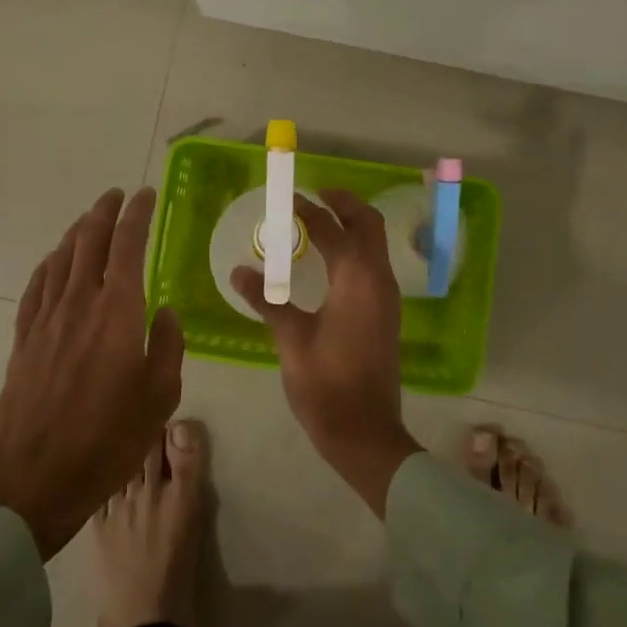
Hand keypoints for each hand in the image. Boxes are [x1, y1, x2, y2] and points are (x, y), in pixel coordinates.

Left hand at [0, 188, 183, 558]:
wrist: (34, 479)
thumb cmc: (108, 440)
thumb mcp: (160, 397)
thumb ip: (167, 346)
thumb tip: (165, 311)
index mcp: (117, 312)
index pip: (127, 245)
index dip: (137, 215)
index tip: (145, 195)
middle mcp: (79, 304)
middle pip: (89, 242)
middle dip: (104, 212)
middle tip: (117, 195)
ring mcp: (46, 320)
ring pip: (60, 259)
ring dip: (77, 232)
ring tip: (90, 219)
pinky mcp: (24, 339)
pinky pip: (36, 287)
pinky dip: (49, 264)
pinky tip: (55, 261)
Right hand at [233, 190, 422, 515]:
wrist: (365, 431)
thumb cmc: (326, 384)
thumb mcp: (291, 339)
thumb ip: (267, 300)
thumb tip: (240, 271)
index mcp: (357, 279)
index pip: (333, 229)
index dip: (309, 211)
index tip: (287, 199)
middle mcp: (379, 280)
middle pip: (369, 225)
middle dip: (344, 204)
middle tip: (315, 195)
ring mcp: (387, 297)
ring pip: (375, 244)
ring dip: (352, 225)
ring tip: (319, 221)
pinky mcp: (386, 314)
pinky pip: (373, 265)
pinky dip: (355, 249)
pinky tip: (329, 260)